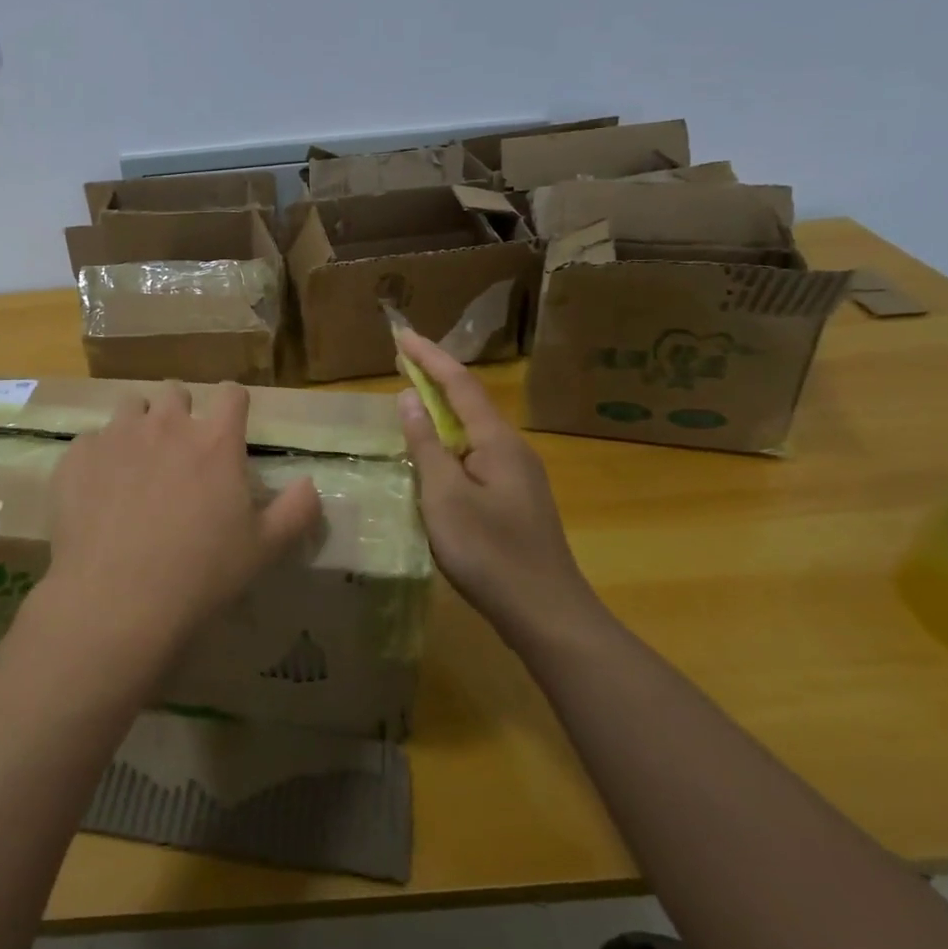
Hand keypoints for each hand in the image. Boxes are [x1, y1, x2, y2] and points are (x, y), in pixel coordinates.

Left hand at [40, 382, 322, 671]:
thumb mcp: (264, 549)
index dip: (233, 403)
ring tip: (136, 465)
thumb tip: (310, 484)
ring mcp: (117, 435)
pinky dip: (99, 457)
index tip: (230, 423)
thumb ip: (296, 510)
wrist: (115, 600)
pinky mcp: (78, 456)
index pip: (232, 393)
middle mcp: (166, 424)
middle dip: (180, 412)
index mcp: (215, 440)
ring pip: (131, 407)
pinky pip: (91, 441)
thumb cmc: (200, 574)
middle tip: (180, 450)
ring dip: (138, 426)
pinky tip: (98, 493)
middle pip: (176, 391)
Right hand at [394, 331, 600, 638]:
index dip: (429, 357)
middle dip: (435, 377)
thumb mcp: (444, 496)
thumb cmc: (490, 552)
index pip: (459, 384)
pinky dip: (449, 444)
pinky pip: (476, 457)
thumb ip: (426, 444)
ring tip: (411, 402)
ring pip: (473, 432)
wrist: (546, 614)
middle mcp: (512, 449)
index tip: (401, 334)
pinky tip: (434, 459)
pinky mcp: (514, 501)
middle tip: (402, 360)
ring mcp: (517, 476)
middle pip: (469, 402)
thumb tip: (409, 397)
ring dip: (442, 411)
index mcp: (497, 441)